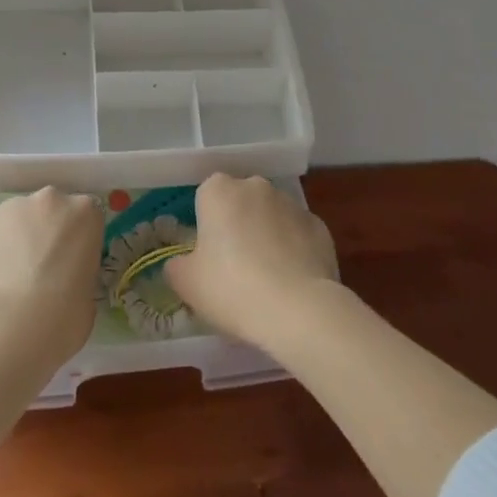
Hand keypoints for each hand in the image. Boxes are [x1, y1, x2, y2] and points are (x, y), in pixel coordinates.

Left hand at [0, 188, 102, 362]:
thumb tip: (64, 281)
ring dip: (17, 240)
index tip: (72, 263)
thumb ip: (78, 274)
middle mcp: (49, 200)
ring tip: (10, 279)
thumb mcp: (88, 296)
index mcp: (85, 213)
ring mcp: (11, 209)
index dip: (78, 240)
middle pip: (50, 210)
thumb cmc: (63, 316)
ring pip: (17, 220)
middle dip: (46, 232)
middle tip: (41, 269)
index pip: (86, 217)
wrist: (8, 325)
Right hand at [166, 173, 338, 346]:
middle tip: (234, 267)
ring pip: (270, 216)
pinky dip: (293, 250)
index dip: (206, 225)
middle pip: (240, 202)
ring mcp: (292, 204)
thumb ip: (176, 266)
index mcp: (219, 191)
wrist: (298, 310)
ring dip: (266, 236)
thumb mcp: (186, 283)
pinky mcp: (319, 226)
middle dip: (237, 226)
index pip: (206, 197)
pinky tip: (291, 281)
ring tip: (266, 279)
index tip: (208, 255)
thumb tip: (181, 263)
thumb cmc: (231, 289)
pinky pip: (297, 234)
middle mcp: (256, 186)